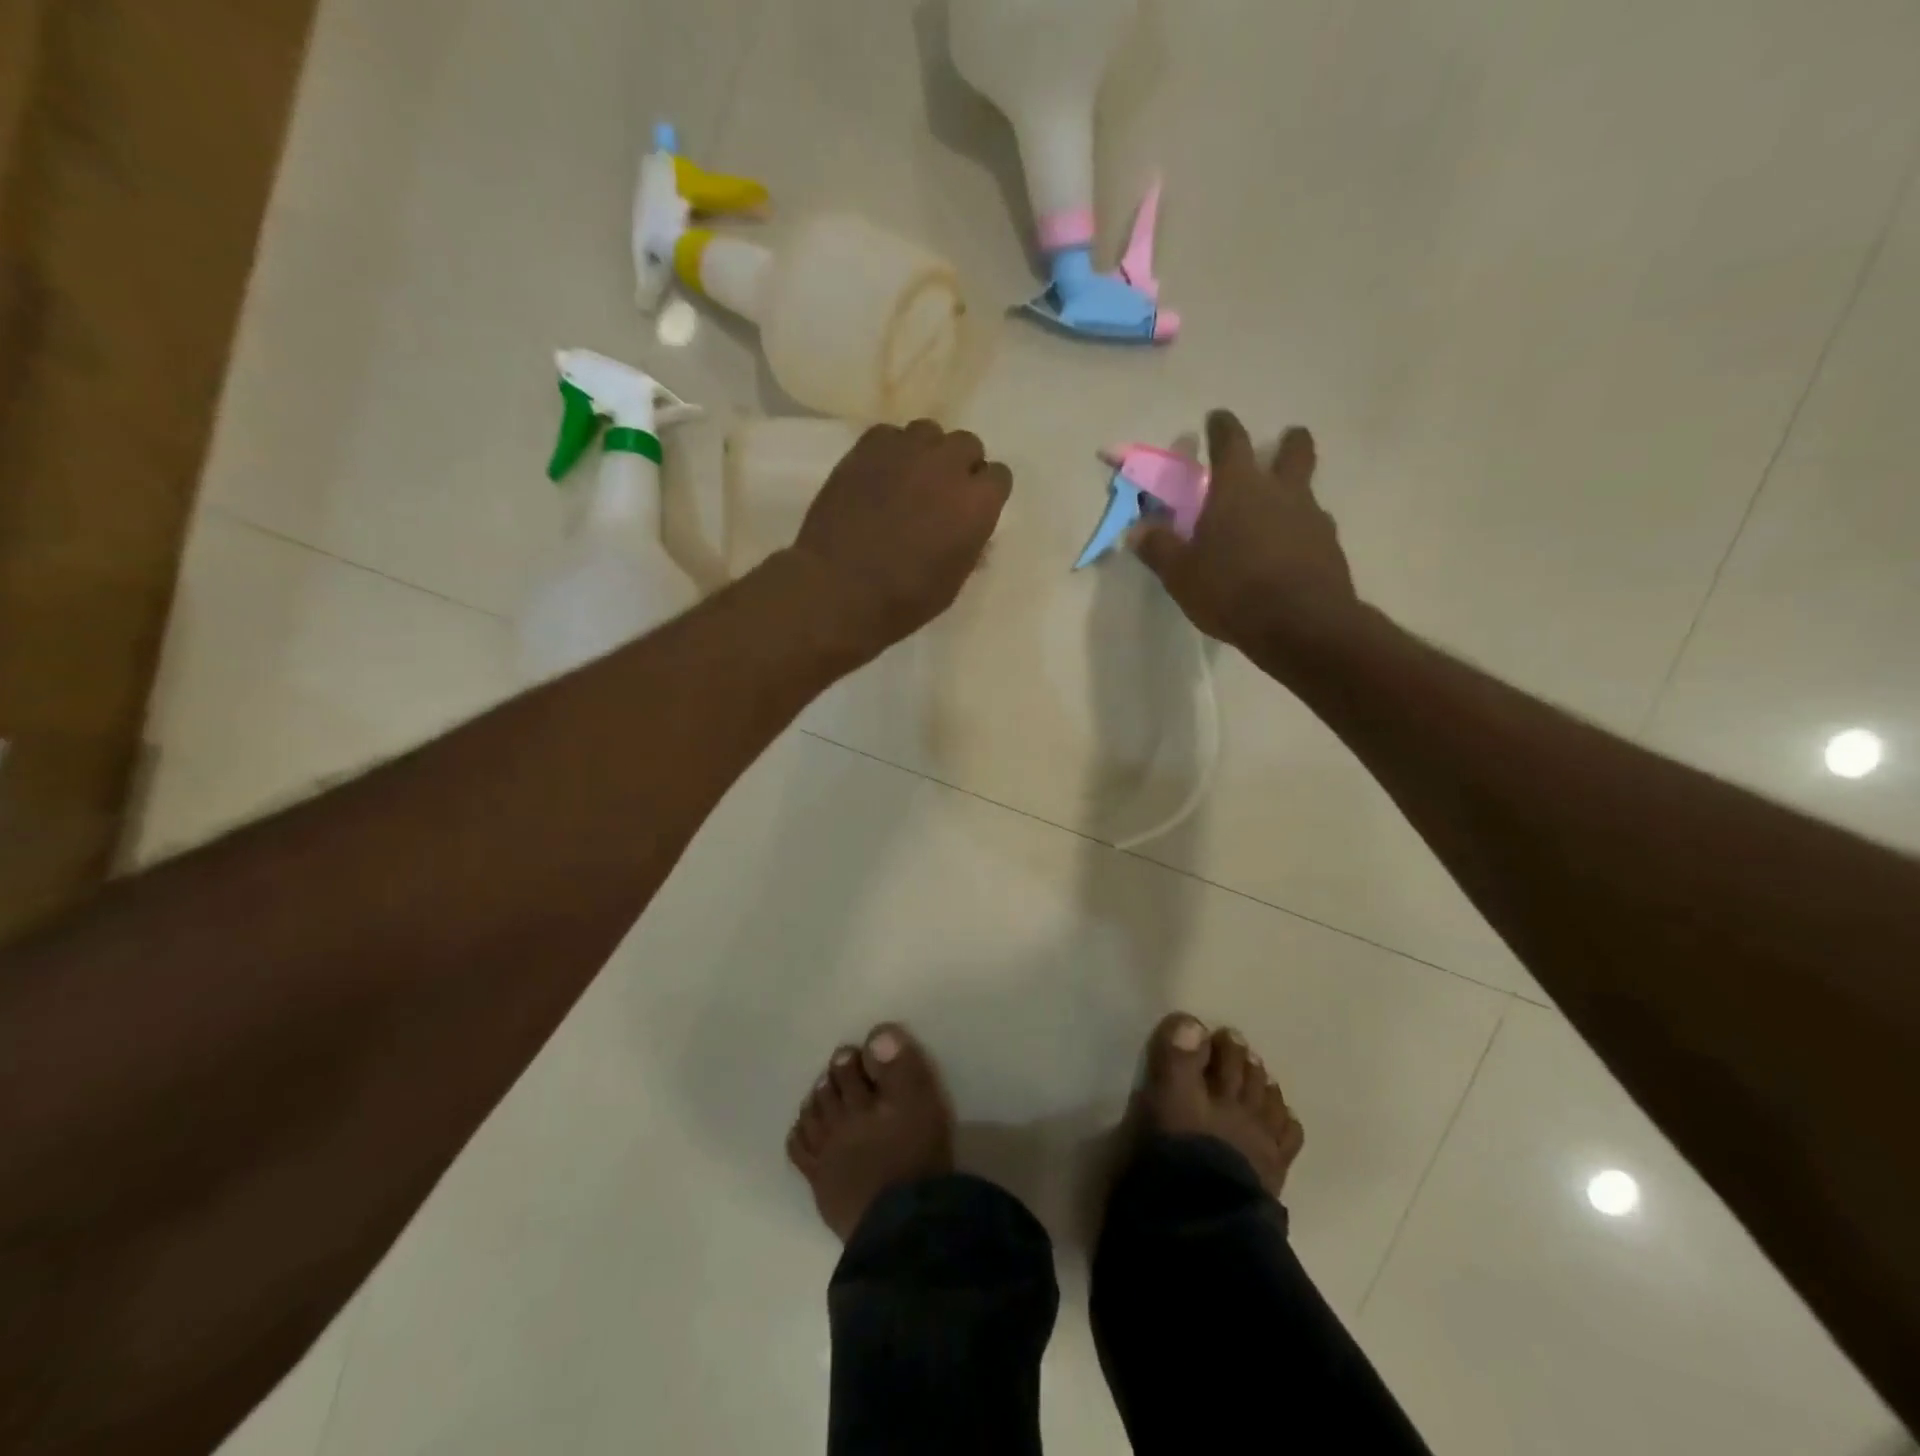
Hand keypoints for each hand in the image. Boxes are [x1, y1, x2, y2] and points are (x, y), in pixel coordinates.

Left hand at [790, 419, 1011, 657]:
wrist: (838, 589)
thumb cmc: (903, 599)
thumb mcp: (952, 582)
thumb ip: (969, 545)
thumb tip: (971, 530)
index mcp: (977, 503)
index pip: (998, 476)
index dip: (985, 493)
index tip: (971, 510)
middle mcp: (948, 465)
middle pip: (967, 445)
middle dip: (959, 466)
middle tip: (940, 494)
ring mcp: (906, 451)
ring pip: (929, 432)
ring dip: (926, 452)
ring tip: (909, 480)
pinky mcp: (867, 447)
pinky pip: (889, 435)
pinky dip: (890, 451)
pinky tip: (879, 477)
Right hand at [1131, 412, 1356, 653]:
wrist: (1300, 625)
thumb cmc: (1231, 590)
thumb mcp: (1180, 573)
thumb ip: (1159, 547)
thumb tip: (1137, 529)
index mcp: (1238, 488)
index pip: (1231, 441)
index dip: (1222, 427)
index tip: (1216, 419)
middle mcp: (1280, 492)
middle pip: (1293, 450)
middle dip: (1287, 442)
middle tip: (1280, 445)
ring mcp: (1311, 518)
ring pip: (1307, 490)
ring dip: (1294, 492)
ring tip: (1277, 515)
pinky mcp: (1329, 548)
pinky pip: (1314, 529)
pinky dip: (1300, 532)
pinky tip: (1288, 554)